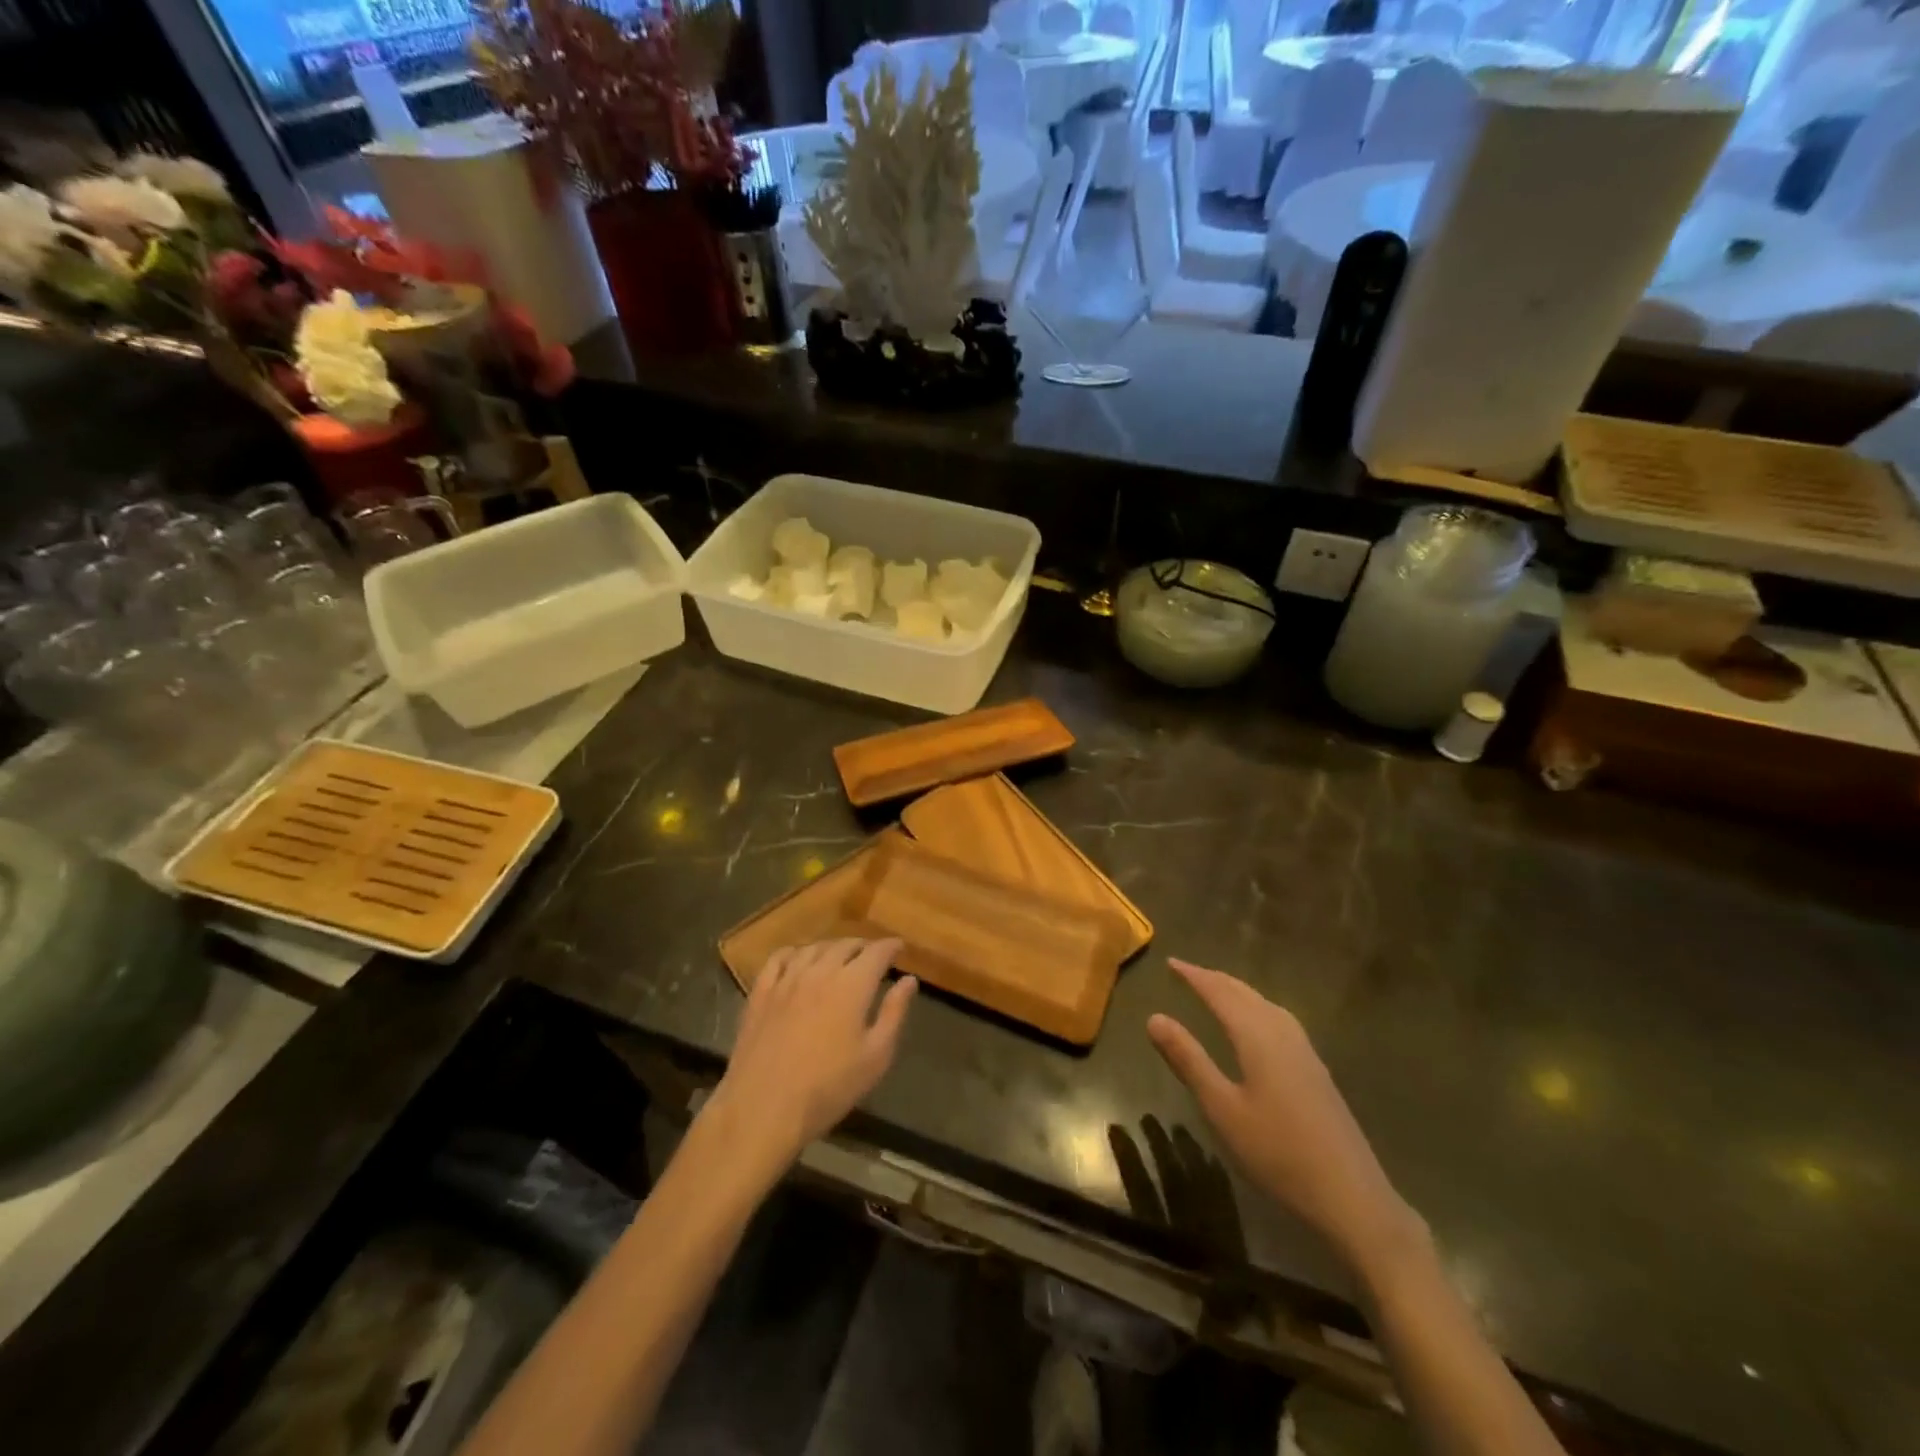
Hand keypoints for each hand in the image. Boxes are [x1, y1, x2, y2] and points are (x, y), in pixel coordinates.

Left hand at [709, 938, 916, 1177]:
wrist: (763, 1108)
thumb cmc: (828, 1088)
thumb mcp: (875, 1057)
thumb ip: (894, 1012)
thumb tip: (909, 980)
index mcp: (852, 985)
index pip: (877, 952)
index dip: (891, 946)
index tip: (899, 948)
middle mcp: (820, 971)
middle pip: (845, 945)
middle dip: (863, 947)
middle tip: (873, 957)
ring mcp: (786, 980)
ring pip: (813, 948)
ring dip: (832, 948)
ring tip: (840, 957)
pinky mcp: (760, 993)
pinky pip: (778, 959)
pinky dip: (794, 953)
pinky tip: (798, 960)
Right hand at [1147, 958, 1423, 1276]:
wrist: (1351, 1197)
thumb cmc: (1278, 1152)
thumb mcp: (1221, 1108)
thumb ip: (1188, 1060)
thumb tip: (1154, 1017)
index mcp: (1257, 1036)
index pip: (1220, 993)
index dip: (1194, 976)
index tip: (1170, 962)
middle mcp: (1283, 1033)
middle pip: (1245, 994)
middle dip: (1214, 979)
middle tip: (1186, 971)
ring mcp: (1305, 1051)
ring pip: (1265, 1005)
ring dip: (1237, 992)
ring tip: (1215, 990)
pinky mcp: (1316, 1070)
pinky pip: (1278, 1019)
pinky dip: (1255, 1008)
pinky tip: (1256, 1025)